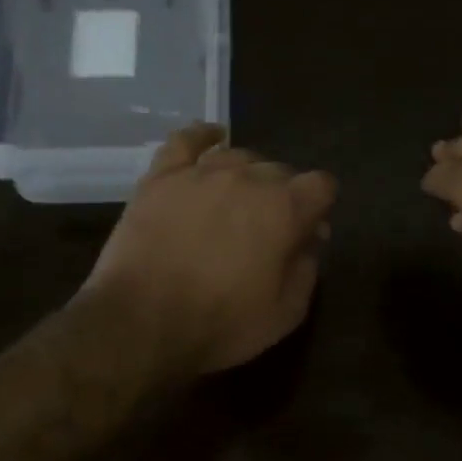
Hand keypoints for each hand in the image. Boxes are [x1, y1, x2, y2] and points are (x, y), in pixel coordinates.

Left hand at [80, 124, 336, 376]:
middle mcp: (247, 178)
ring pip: (239, 156)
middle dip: (283, 195)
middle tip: (268, 229)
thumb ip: (307, 268)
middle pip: (280, 170)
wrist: (140, 322)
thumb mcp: (285, 313)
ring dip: (248, 175)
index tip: (309, 232)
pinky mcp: (161, 177)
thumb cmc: (220, 324)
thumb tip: (311, 238)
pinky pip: (186, 141)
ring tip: (238, 200)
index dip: (320, 208)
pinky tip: (212, 137)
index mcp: (284, 209)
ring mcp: (201, 172)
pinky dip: (204, 136)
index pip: (321, 186)